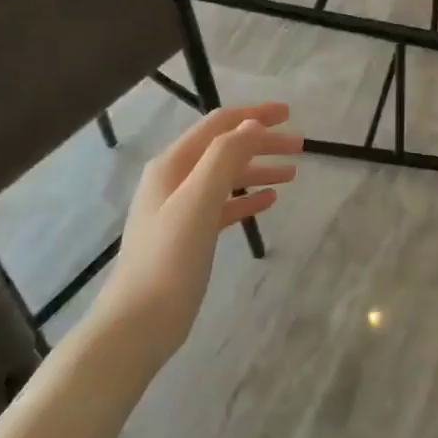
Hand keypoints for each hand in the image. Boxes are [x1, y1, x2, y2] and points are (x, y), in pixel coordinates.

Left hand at [103, 104, 301, 362]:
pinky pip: (224, 205)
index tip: (290, 113)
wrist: (138, 323)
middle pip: (225, 148)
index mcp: (173, 164)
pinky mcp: (188, 236)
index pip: (219, 125)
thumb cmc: (169, 258)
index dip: (254, 115)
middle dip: (262, 142)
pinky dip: (247, 198)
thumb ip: (225, 157)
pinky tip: (270, 201)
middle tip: (300, 146)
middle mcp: (174, 179)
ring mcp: (180, 209)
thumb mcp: (199, 201)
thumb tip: (252, 124)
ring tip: (293, 174)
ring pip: (227, 177)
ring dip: (258, 169)